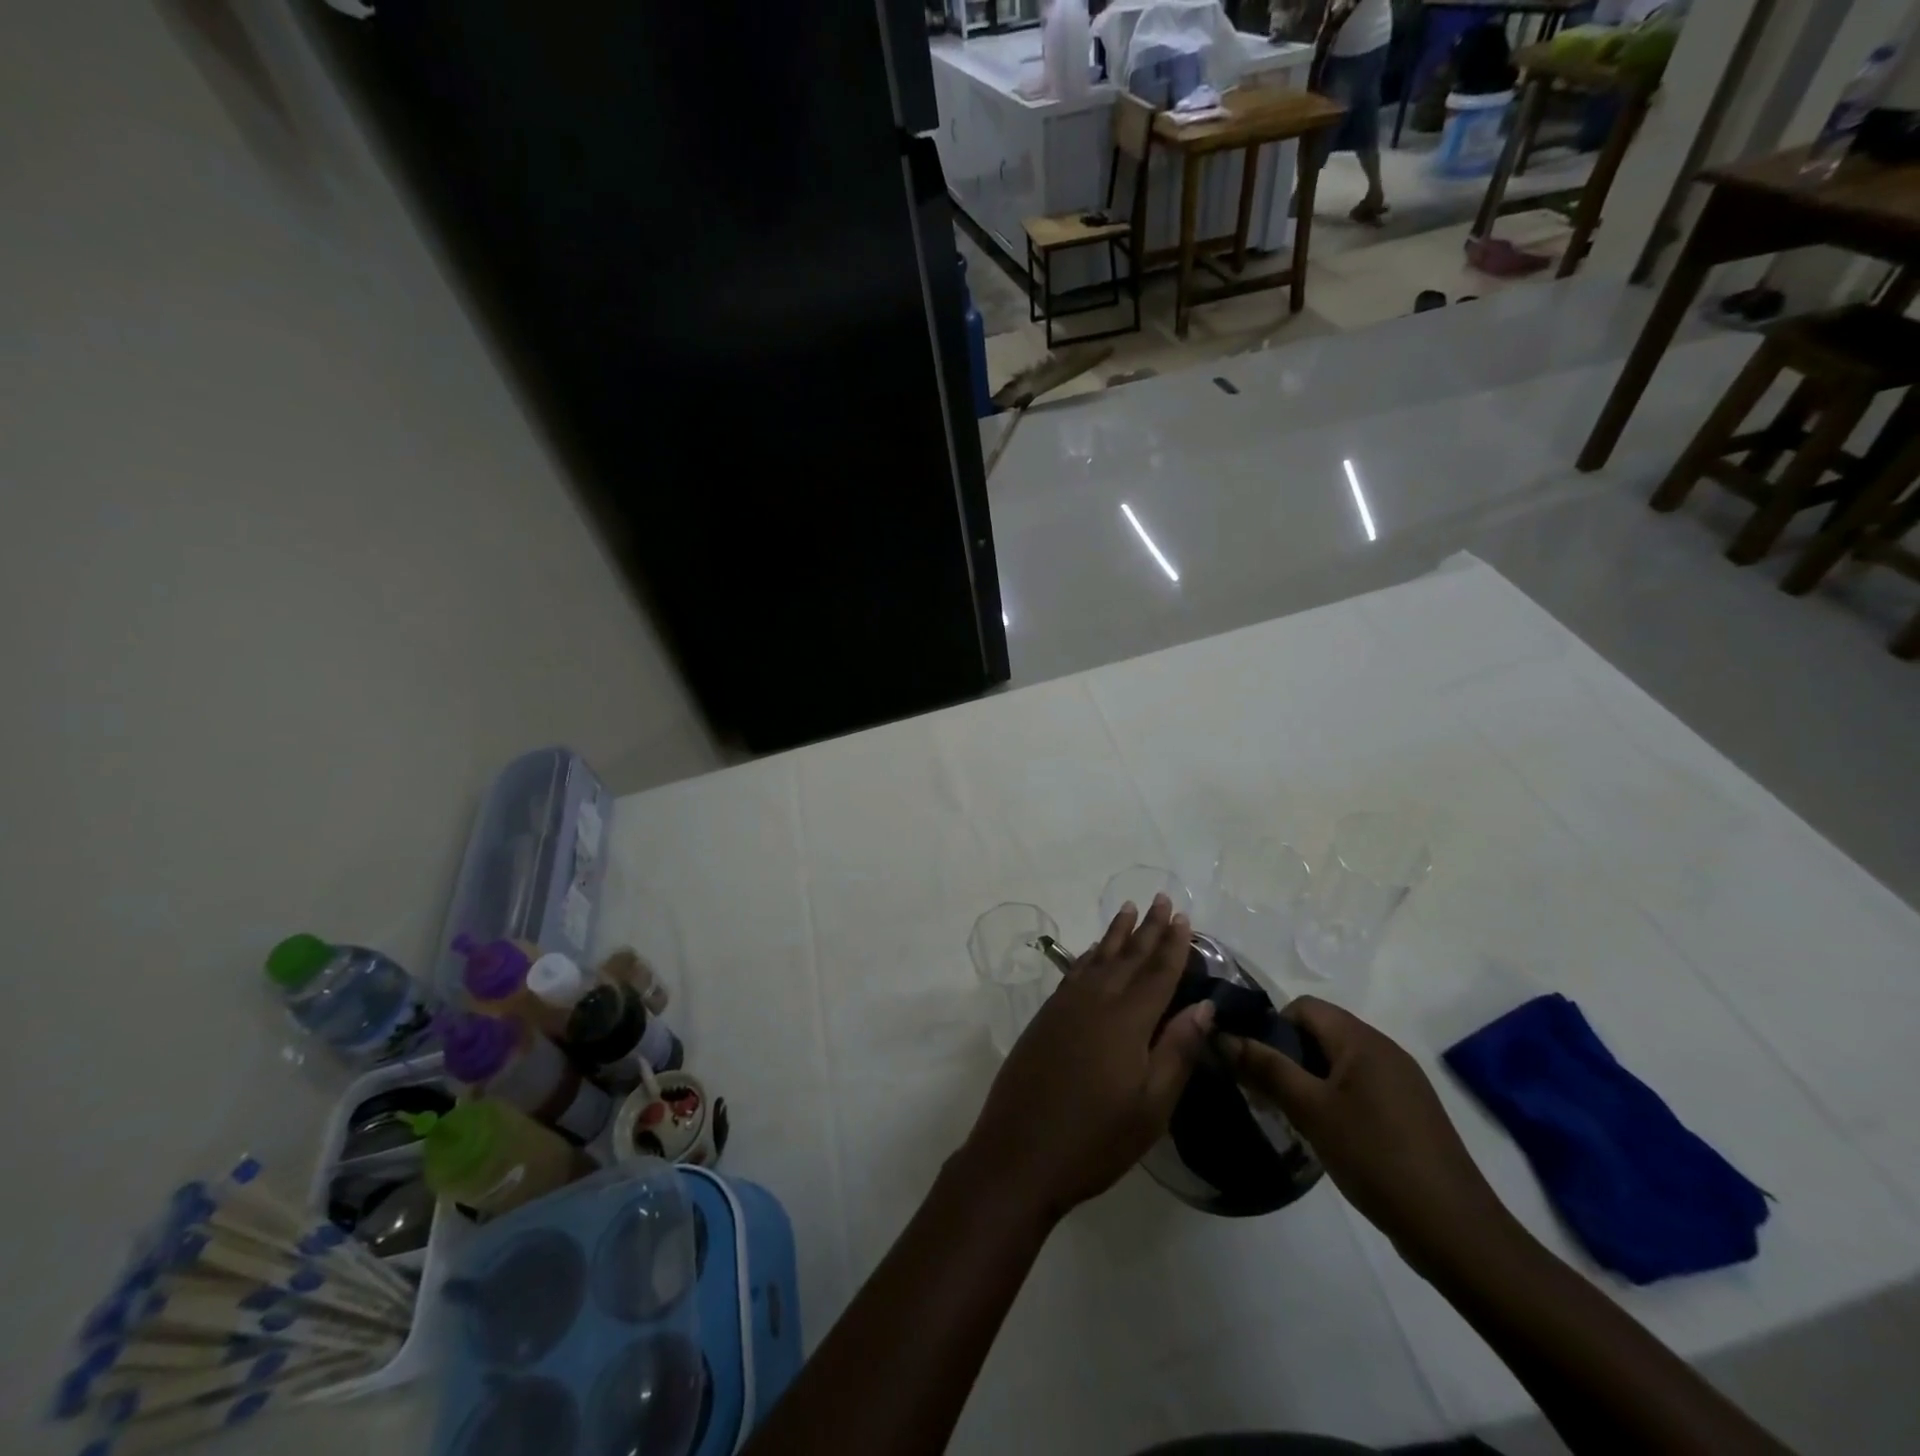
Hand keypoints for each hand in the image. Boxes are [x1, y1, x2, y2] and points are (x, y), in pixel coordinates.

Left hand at [961, 895, 1213, 1226]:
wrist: (1018, 1152)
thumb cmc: (1095, 1139)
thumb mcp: (1151, 1107)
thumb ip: (1177, 1051)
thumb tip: (1204, 1007)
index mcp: (1127, 1020)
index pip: (1158, 973)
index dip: (1174, 945)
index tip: (1184, 917)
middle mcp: (1095, 1001)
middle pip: (1128, 957)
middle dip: (1148, 928)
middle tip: (1162, 899)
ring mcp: (1065, 1007)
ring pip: (1097, 958)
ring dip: (1116, 934)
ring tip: (1129, 910)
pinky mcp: (1045, 1017)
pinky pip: (1075, 972)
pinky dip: (1089, 956)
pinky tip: (1093, 952)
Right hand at [1223, 996, 1516, 1272]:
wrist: (1456, 1232)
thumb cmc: (1376, 1158)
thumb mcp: (1310, 1111)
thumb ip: (1266, 1068)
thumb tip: (1223, 1036)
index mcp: (1363, 1040)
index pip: (1303, 1007)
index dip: (1272, 1027)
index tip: (1255, 1065)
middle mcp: (1385, 1050)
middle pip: (1321, 1032)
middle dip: (1286, 1056)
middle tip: (1266, 1094)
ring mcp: (1402, 1083)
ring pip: (1338, 1062)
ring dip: (1308, 1080)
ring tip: (1291, 1117)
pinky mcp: (1410, 1113)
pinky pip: (1359, 1087)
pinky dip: (1334, 1099)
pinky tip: (1328, 1136)